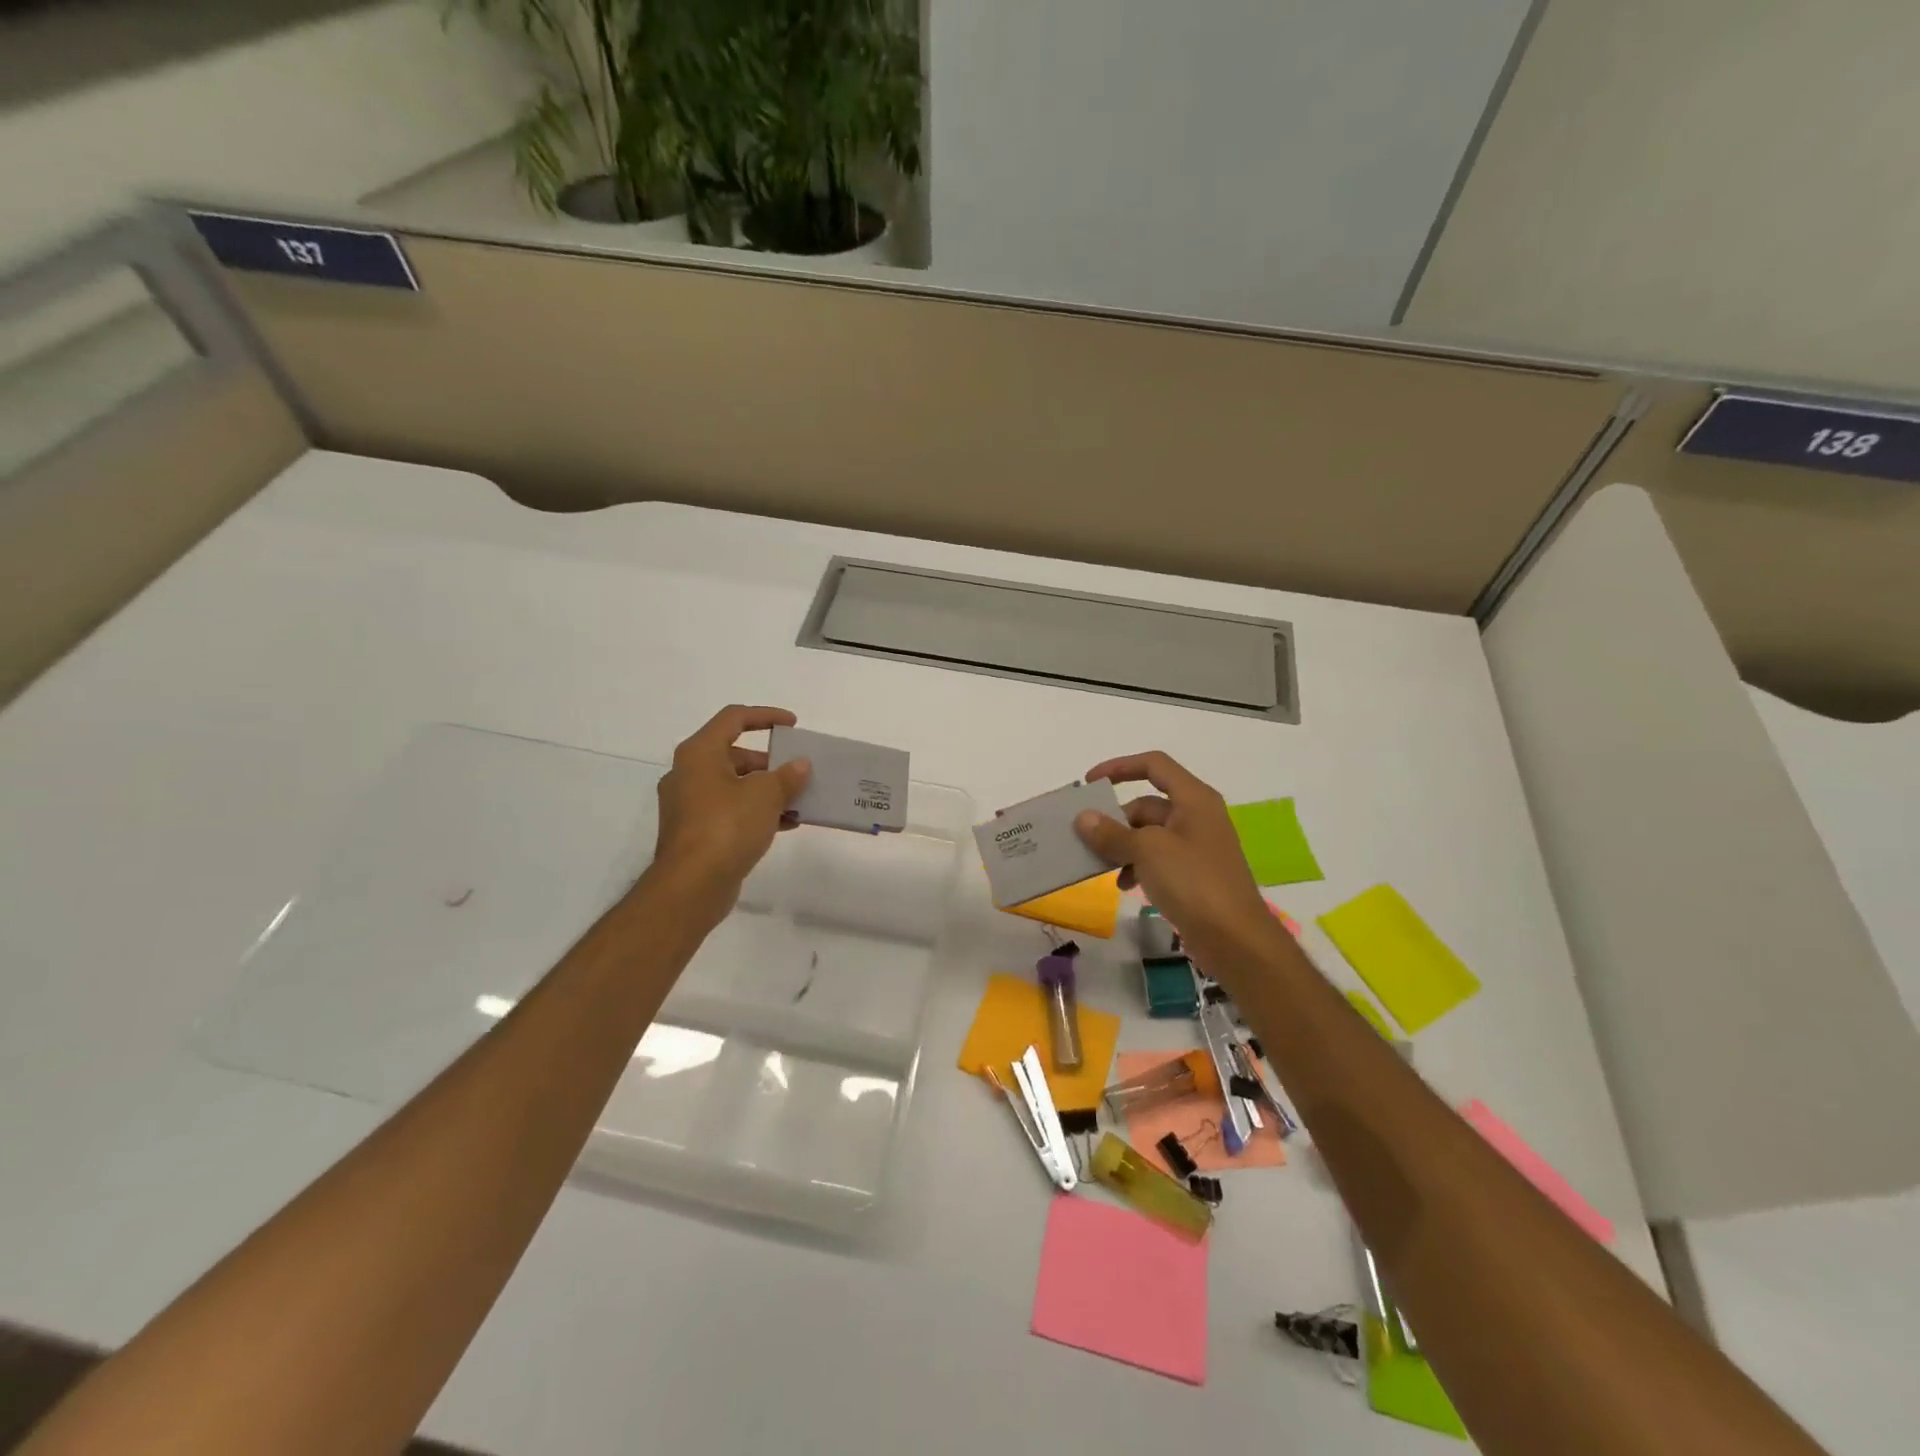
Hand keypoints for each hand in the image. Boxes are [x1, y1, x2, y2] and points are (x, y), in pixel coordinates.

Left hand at [648, 705, 810, 910]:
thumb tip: (800, 764)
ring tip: (799, 799)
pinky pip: (731, 811)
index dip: (766, 716)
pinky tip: (787, 824)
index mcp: (699, 753)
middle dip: (770, 761)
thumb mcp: (765, 795)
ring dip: (767, 790)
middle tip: (798, 770)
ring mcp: (689, 805)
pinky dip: (756, 812)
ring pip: (734, 786)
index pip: (734, 718)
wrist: (691, 886)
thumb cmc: (726, 827)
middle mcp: (688, 774)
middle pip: (734, 754)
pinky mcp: (696, 833)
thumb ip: (787, 775)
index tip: (793, 725)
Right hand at [1074, 751, 1275, 962]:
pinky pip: (1157, 859)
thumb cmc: (1194, 882)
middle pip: (1147, 804)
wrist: (1235, 939)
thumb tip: (1083, 818)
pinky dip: (1137, 866)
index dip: (1120, 767)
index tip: (1090, 783)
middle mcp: (1197, 816)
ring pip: (1149, 834)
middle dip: (1116, 819)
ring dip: (1123, 846)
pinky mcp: (1193, 875)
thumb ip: (1112, 833)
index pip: (1154, 765)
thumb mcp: (1147, 851)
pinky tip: (1124, 886)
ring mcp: (1196, 847)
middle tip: (1086, 837)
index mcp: (1194, 799)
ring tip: (1100, 865)